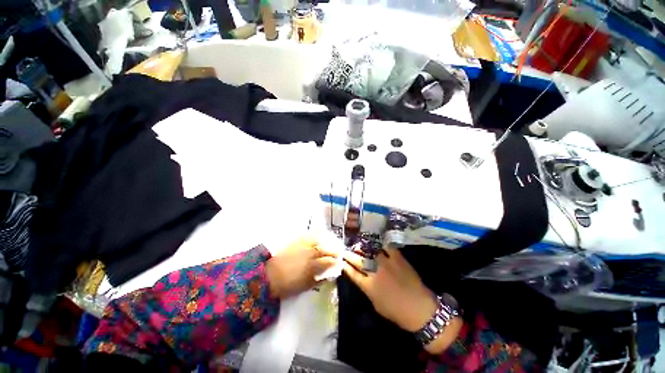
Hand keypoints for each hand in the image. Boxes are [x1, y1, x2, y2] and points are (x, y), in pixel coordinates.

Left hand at [265, 237, 338, 298]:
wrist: (268, 276)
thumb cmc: (287, 285)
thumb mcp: (304, 286)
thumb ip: (318, 280)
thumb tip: (328, 276)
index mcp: (312, 266)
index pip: (328, 261)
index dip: (335, 262)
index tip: (339, 262)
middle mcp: (310, 253)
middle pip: (325, 250)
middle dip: (333, 250)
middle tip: (338, 251)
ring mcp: (302, 246)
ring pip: (318, 240)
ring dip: (326, 240)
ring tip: (331, 241)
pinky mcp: (295, 242)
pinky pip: (308, 235)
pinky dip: (315, 233)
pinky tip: (319, 233)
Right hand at [341, 248, 461, 353]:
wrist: (420, 309)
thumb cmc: (397, 312)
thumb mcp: (376, 305)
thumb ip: (368, 290)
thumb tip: (363, 279)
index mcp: (369, 286)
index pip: (352, 273)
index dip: (345, 266)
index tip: (341, 260)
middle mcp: (375, 272)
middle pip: (358, 260)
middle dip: (350, 255)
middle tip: (345, 250)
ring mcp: (386, 263)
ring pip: (371, 251)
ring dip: (364, 249)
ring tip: (361, 246)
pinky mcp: (398, 258)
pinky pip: (387, 247)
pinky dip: (383, 246)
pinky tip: (380, 246)